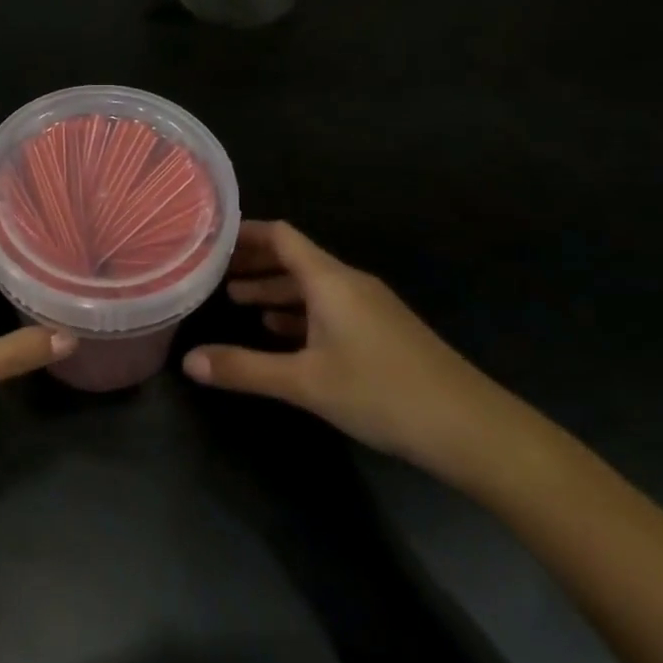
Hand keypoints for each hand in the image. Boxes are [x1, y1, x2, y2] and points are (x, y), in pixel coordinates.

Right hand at [182, 221, 511, 475]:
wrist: (473, 429)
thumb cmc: (382, 392)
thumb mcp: (305, 382)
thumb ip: (245, 369)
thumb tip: (188, 361)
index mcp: (330, 279)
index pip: (280, 236)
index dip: (244, 233)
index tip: (210, 238)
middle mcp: (349, 283)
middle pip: (293, 258)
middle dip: (253, 264)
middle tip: (213, 274)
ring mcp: (370, 306)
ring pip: (311, 285)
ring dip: (275, 290)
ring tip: (237, 302)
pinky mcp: (383, 331)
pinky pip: (330, 307)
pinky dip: (300, 312)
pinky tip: (281, 333)